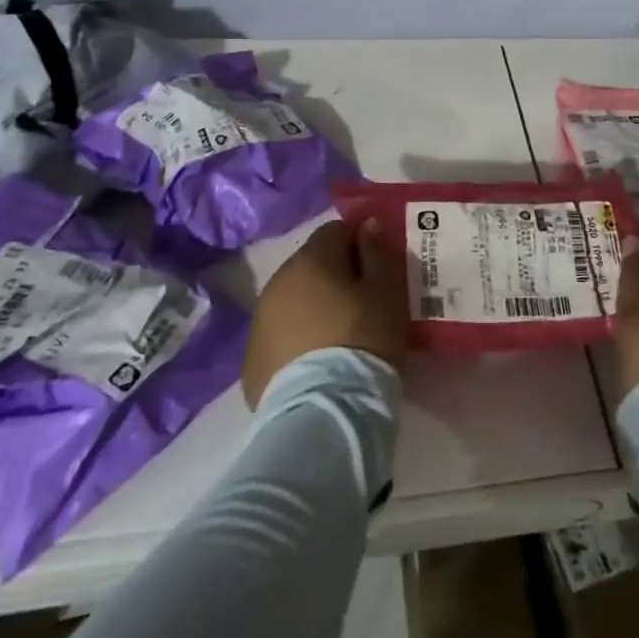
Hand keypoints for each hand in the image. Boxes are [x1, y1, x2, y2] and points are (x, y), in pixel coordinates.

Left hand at [242, 218, 408, 407]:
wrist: (324, 412)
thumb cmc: (363, 339)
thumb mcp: (387, 290)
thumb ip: (378, 251)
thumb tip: (367, 225)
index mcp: (311, 259)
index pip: (336, 231)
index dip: (359, 246)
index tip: (376, 272)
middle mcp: (277, 282)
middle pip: (312, 265)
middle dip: (335, 278)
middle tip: (362, 306)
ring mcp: (259, 321)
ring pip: (293, 300)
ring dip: (313, 309)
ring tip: (338, 338)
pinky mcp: (251, 360)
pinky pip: (280, 335)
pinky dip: (297, 340)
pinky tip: (316, 363)